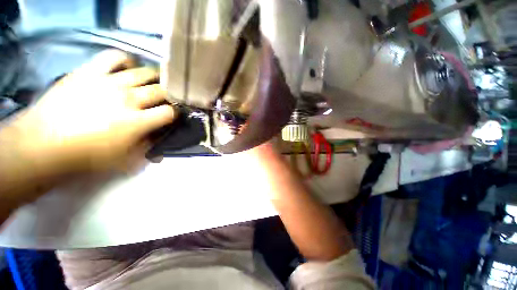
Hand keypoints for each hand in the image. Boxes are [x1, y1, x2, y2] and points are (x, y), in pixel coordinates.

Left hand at [1, 50, 175, 178]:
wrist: (42, 144)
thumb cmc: (84, 156)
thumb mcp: (123, 162)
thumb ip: (147, 152)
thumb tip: (160, 148)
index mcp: (137, 122)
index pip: (169, 112)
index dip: (175, 113)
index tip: (173, 115)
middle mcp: (128, 99)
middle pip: (161, 90)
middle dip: (169, 95)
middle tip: (167, 99)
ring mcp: (109, 82)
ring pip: (144, 72)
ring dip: (154, 78)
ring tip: (152, 82)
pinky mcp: (90, 71)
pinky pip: (115, 56)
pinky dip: (127, 60)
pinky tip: (128, 68)